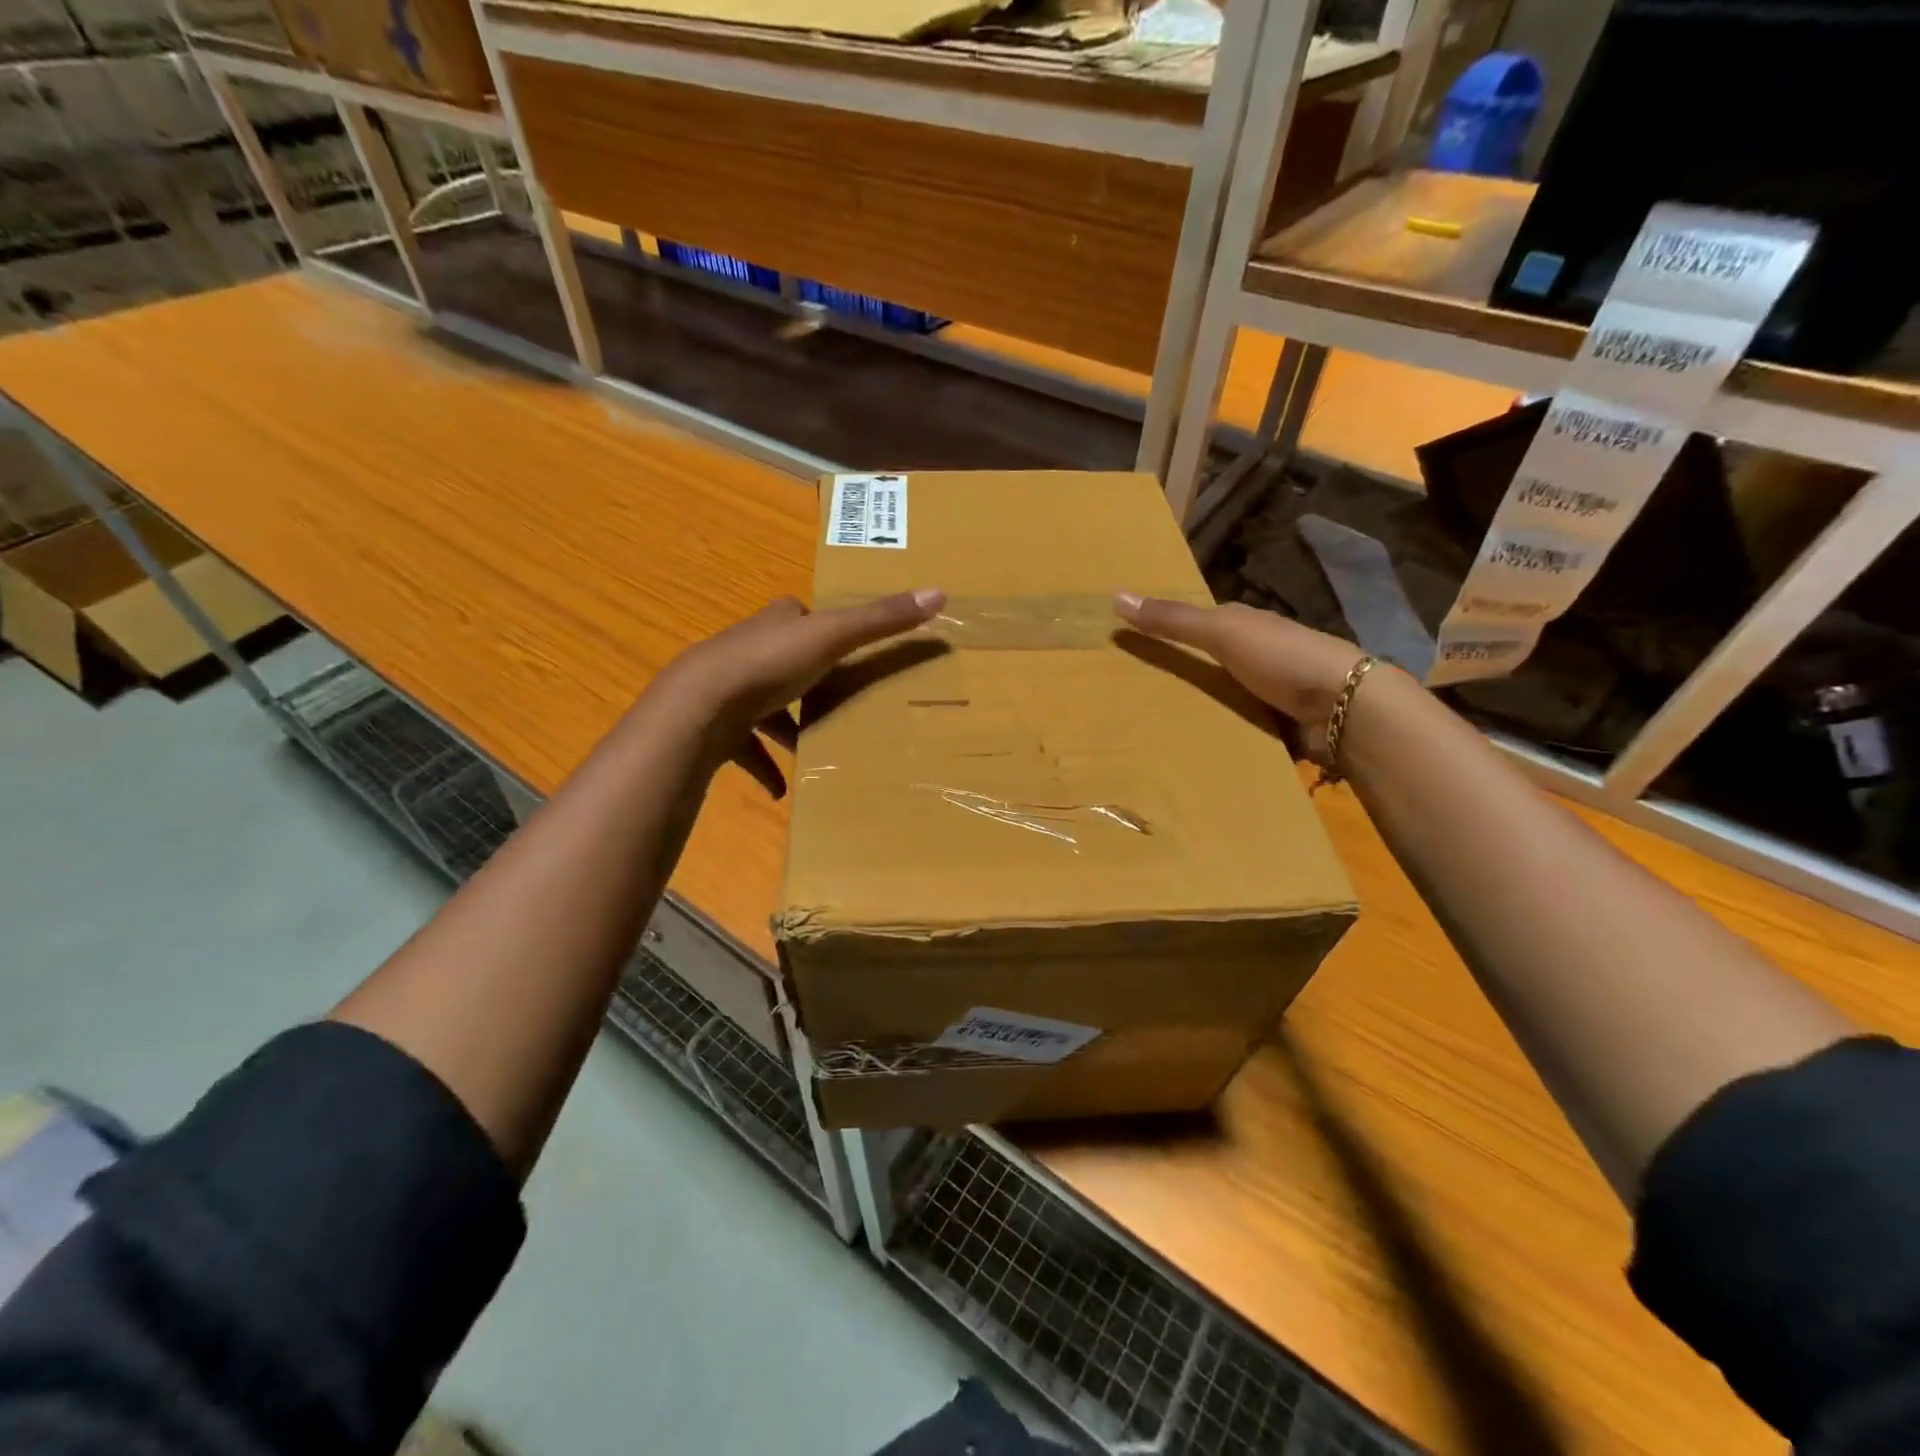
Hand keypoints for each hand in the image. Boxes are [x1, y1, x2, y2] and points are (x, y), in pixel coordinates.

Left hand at [651, 588, 944, 795]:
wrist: (700, 707)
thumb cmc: (769, 665)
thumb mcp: (833, 637)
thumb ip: (882, 620)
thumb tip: (940, 591)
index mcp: (775, 625)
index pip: (797, 614)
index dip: (818, 625)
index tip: (844, 644)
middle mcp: (747, 650)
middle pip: (781, 659)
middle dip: (806, 680)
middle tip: (838, 700)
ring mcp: (727, 689)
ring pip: (762, 706)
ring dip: (785, 727)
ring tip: (815, 747)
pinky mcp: (716, 727)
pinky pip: (744, 748)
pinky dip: (764, 766)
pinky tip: (782, 789)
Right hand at [1114, 593, 1376, 763]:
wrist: (1344, 707)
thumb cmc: (1281, 658)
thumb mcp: (1221, 632)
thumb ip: (1173, 620)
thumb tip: (1116, 595)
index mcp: (1244, 625)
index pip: (1198, 623)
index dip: (1166, 630)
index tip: (1129, 644)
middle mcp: (1257, 654)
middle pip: (1208, 661)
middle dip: (1178, 674)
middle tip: (1130, 694)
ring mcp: (1269, 691)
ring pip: (1220, 695)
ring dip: (1196, 707)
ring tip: (1150, 727)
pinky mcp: (1276, 724)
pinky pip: (1235, 726)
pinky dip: (1216, 732)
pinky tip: (1189, 746)